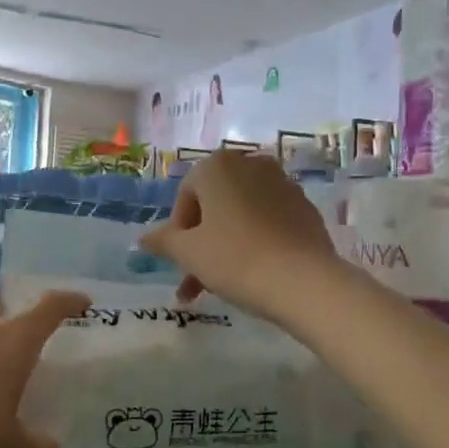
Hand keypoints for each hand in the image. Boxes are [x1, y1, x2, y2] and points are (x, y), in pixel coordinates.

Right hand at [138, 149, 336, 319]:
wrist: (304, 281)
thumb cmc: (235, 259)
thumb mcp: (188, 253)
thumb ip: (163, 241)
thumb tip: (143, 239)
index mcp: (217, 166)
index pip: (185, 196)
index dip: (178, 232)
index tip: (181, 261)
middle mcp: (250, 164)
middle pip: (214, 204)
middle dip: (201, 241)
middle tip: (196, 277)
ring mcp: (282, 184)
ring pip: (240, 215)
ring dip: (225, 244)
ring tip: (220, 283)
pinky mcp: (305, 207)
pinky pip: (268, 222)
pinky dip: (255, 241)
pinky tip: (253, 272)